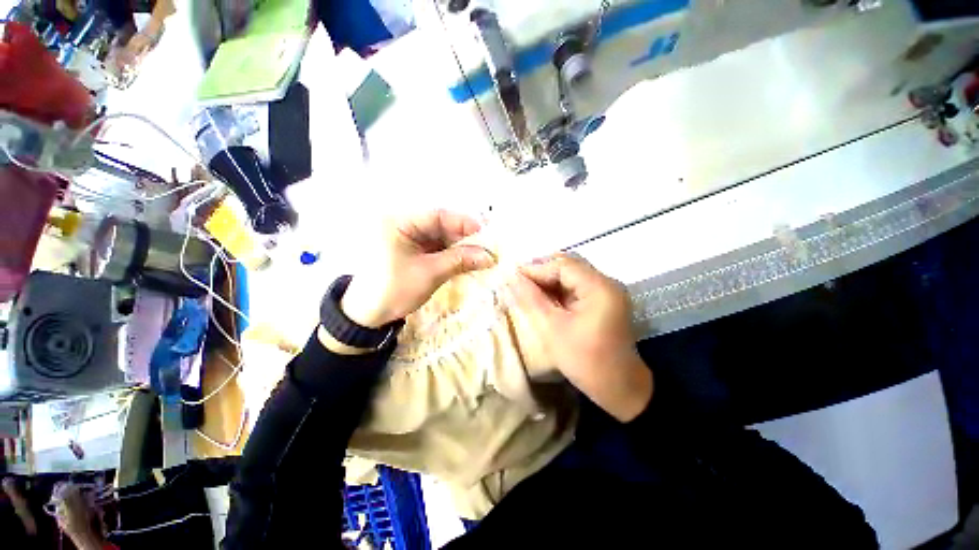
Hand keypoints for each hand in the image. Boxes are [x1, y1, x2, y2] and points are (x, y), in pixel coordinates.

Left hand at [340, 210, 495, 328]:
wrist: (368, 316)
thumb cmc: (395, 290)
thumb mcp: (430, 273)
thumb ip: (460, 260)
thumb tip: (490, 256)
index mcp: (399, 223)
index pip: (437, 216)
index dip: (463, 223)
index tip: (484, 234)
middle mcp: (403, 226)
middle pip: (440, 226)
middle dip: (463, 238)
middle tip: (485, 250)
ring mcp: (407, 240)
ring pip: (440, 238)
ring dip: (458, 248)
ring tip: (478, 258)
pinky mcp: (411, 252)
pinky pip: (435, 249)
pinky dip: (450, 255)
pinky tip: (464, 262)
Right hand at [508, 254, 651, 421]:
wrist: (620, 390)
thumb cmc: (585, 361)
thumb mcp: (553, 328)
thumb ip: (532, 299)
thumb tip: (512, 277)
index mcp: (599, 288)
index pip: (563, 266)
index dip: (536, 268)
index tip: (512, 275)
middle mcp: (607, 283)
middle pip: (569, 266)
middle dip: (542, 271)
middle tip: (518, 279)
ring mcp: (607, 292)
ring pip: (572, 275)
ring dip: (549, 279)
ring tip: (526, 287)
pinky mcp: (604, 302)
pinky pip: (577, 287)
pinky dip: (559, 289)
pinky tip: (543, 296)